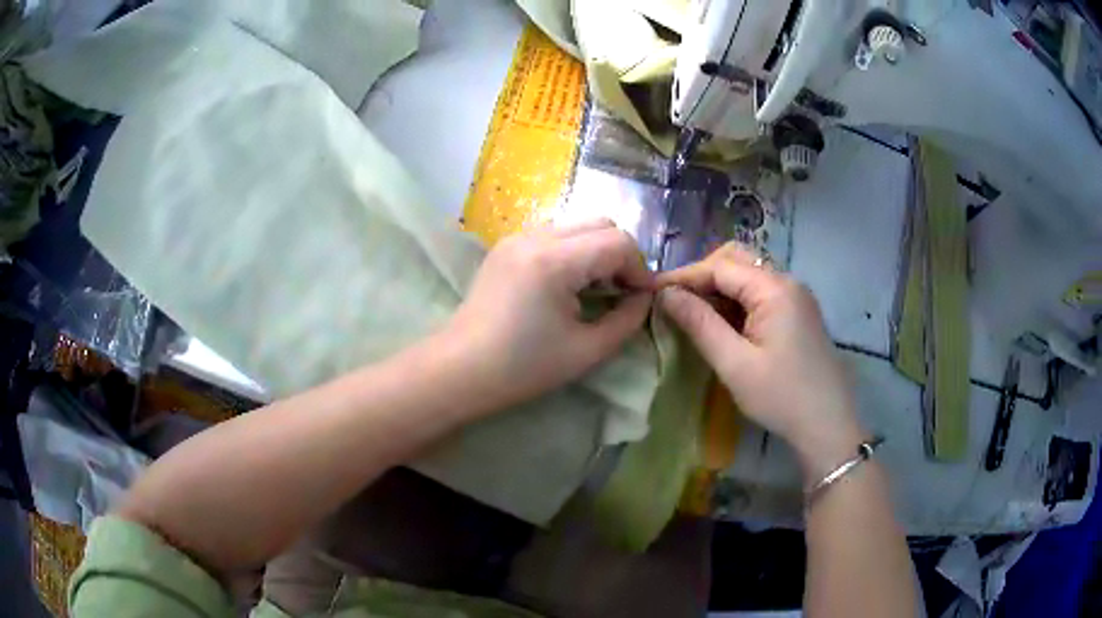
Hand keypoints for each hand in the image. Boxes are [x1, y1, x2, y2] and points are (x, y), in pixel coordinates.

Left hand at [442, 219, 653, 412]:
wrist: (460, 370)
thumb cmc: (523, 368)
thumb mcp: (587, 351)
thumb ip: (627, 320)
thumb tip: (643, 298)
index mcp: (555, 261)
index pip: (618, 242)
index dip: (639, 268)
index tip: (640, 299)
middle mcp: (535, 236)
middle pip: (600, 223)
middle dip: (620, 255)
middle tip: (620, 292)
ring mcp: (517, 238)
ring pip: (577, 226)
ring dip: (596, 251)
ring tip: (594, 290)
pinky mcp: (506, 247)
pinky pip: (554, 235)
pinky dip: (573, 251)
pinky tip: (567, 285)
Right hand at [657, 243, 864, 477]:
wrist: (828, 424)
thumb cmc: (781, 397)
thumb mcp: (735, 364)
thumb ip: (700, 324)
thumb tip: (666, 294)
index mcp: (774, 289)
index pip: (720, 267)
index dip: (684, 276)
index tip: (652, 292)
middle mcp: (787, 282)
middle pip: (737, 261)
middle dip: (703, 276)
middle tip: (675, 302)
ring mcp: (796, 297)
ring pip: (749, 276)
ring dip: (720, 288)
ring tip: (693, 313)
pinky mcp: (799, 313)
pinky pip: (762, 293)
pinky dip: (737, 301)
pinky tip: (723, 323)